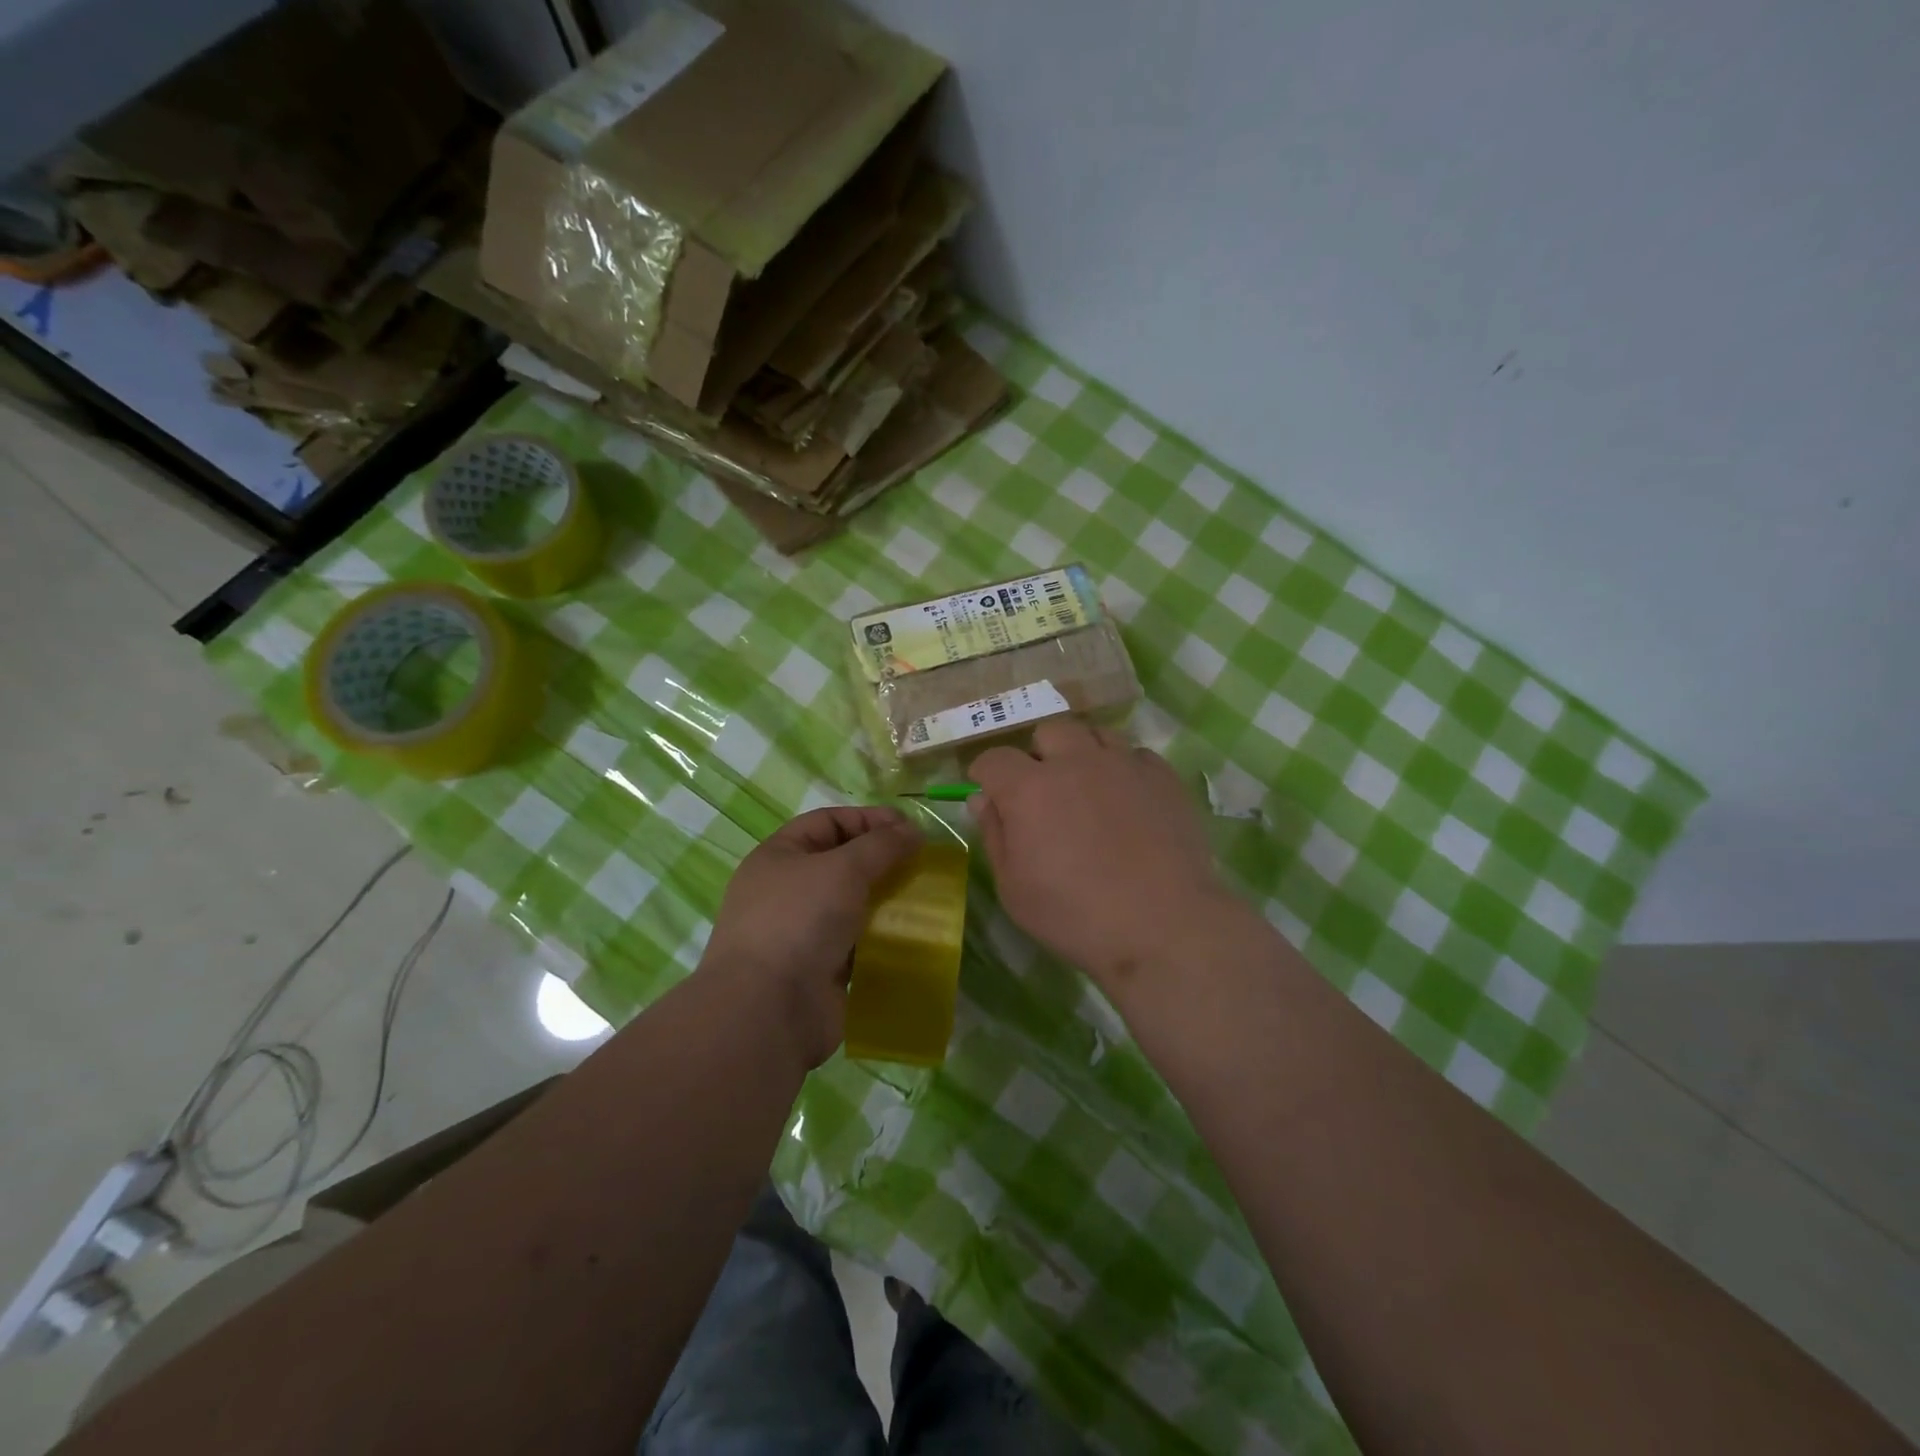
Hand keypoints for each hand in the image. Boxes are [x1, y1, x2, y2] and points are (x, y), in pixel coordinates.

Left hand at [700, 805, 922, 1066]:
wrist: (769, 1009)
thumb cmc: (799, 920)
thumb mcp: (843, 868)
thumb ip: (881, 845)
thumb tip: (913, 832)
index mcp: (779, 856)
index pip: (828, 822)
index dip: (869, 819)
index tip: (910, 829)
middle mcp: (787, 891)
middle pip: (842, 863)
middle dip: (882, 861)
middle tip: (923, 864)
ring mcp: (802, 932)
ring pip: (853, 905)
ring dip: (887, 900)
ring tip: (924, 899)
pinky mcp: (820, 969)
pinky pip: (858, 943)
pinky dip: (883, 938)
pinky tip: (912, 936)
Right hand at [970, 720, 1236, 996]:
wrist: (1162, 926)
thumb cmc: (1074, 915)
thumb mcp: (1013, 887)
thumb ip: (994, 835)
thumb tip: (982, 799)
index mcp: (1029, 788)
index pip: (994, 758)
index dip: (986, 774)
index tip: (990, 794)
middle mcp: (1074, 761)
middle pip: (1048, 731)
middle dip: (1039, 754)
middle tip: (1044, 790)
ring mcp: (1123, 764)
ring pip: (1095, 733)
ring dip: (1083, 753)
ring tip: (1088, 786)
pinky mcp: (1162, 777)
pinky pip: (1136, 754)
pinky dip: (1124, 768)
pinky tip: (1128, 799)